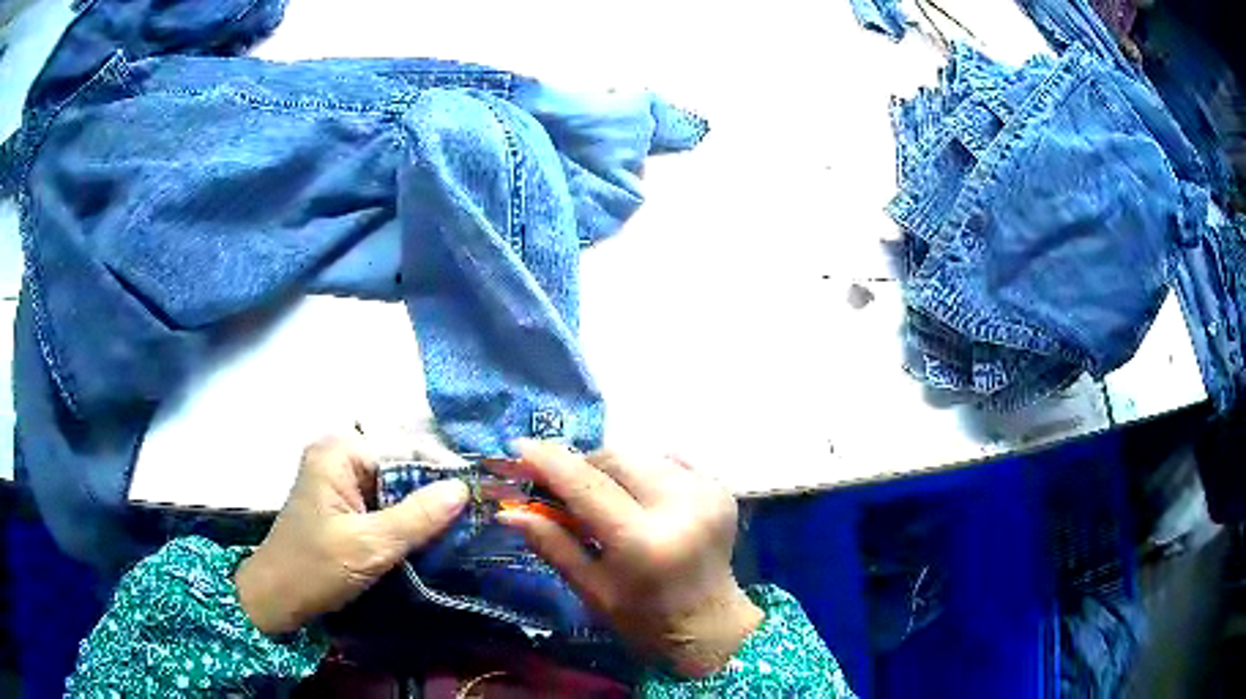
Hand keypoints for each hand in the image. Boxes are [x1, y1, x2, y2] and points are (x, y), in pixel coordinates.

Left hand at [235, 435, 469, 634]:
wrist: (276, 599)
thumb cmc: (315, 568)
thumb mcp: (369, 546)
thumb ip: (416, 517)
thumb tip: (463, 489)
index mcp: (339, 452)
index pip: (406, 452)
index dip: (443, 474)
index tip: (482, 498)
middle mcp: (340, 456)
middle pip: (401, 469)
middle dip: (435, 495)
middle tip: (478, 519)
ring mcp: (340, 480)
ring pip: (395, 489)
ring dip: (422, 512)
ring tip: (464, 530)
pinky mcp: (343, 504)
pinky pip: (384, 505)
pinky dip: (406, 522)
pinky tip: (431, 539)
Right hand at [495, 441, 762, 677]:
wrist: (711, 625)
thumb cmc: (645, 619)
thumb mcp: (592, 590)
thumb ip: (553, 545)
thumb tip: (509, 512)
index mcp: (644, 541)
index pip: (587, 485)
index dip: (549, 461)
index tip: (519, 446)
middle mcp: (680, 506)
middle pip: (615, 459)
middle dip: (581, 465)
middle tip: (559, 485)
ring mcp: (707, 492)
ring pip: (640, 455)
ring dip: (611, 468)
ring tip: (599, 496)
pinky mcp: (720, 487)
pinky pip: (668, 460)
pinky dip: (644, 471)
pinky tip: (638, 497)